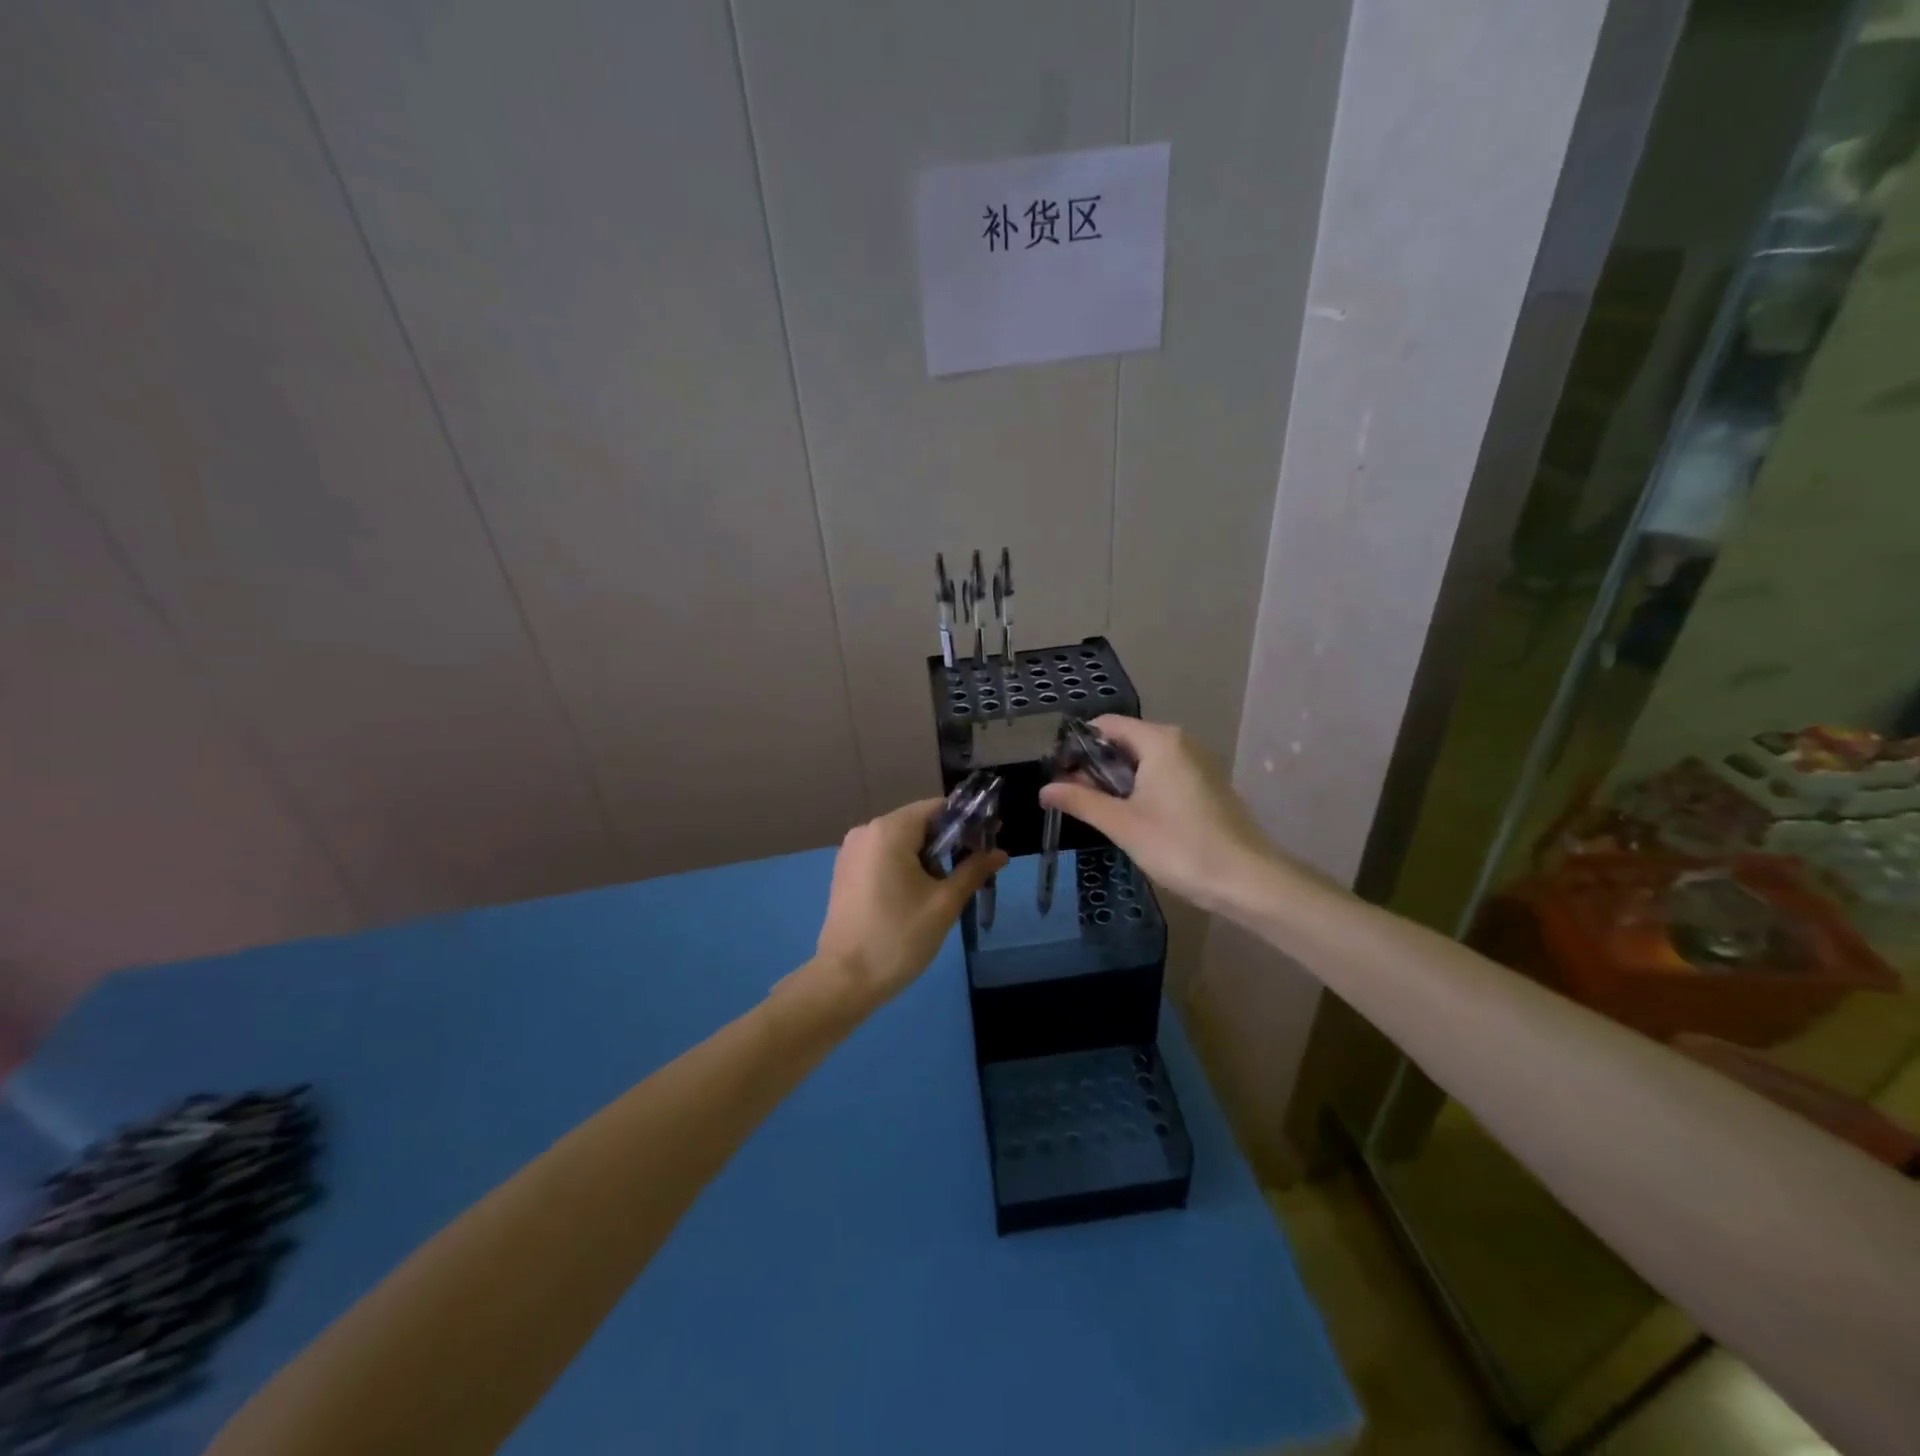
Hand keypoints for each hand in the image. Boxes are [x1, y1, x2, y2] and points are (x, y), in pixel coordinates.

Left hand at [809, 798, 1005, 1013]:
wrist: (845, 980)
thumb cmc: (899, 937)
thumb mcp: (944, 903)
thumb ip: (973, 870)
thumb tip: (1000, 853)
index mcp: (889, 830)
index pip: (937, 808)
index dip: (967, 820)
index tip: (988, 841)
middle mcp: (867, 831)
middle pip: (918, 823)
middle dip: (949, 842)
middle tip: (973, 868)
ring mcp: (852, 852)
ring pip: (901, 841)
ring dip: (928, 856)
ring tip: (947, 888)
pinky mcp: (845, 872)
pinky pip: (883, 856)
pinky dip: (905, 866)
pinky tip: (918, 895)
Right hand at [1039, 717, 1279, 914]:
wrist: (1247, 880)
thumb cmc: (1179, 846)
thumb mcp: (1122, 824)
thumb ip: (1081, 801)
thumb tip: (1044, 789)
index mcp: (1160, 741)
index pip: (1106, 725)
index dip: (1078, 746)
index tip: (1058, 774)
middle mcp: (1181, 742)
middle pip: (1125, 740)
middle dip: (1095, 765)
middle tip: (1072, 797)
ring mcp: (1199, 762)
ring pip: (1145, 759)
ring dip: (1117, 779)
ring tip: (1098, 810)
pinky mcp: (1208, 784)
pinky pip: (1164, 773)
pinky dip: (1142, 787)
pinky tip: (1133, 817)